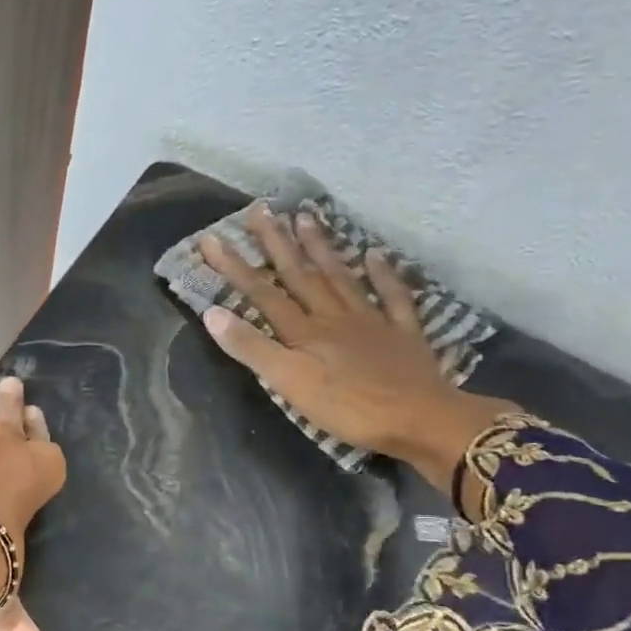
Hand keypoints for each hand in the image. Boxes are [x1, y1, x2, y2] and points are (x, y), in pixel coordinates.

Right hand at [198, 205, 515, 496]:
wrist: (419, 419)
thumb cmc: (347, 408)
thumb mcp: (289, 383)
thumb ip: (252, 348)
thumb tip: (213, 314)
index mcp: (304, 331)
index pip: (262, 293)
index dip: (234, 267)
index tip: (211, 239)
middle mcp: (334, 316)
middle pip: (300, 274)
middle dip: (276, 243)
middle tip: (261, 210)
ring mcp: (371, 321)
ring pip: (340, 276)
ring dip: (321, 247)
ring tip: (306, 217)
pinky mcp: (402, 334)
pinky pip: (392, 296)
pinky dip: (384, 274)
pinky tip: (375, 255)